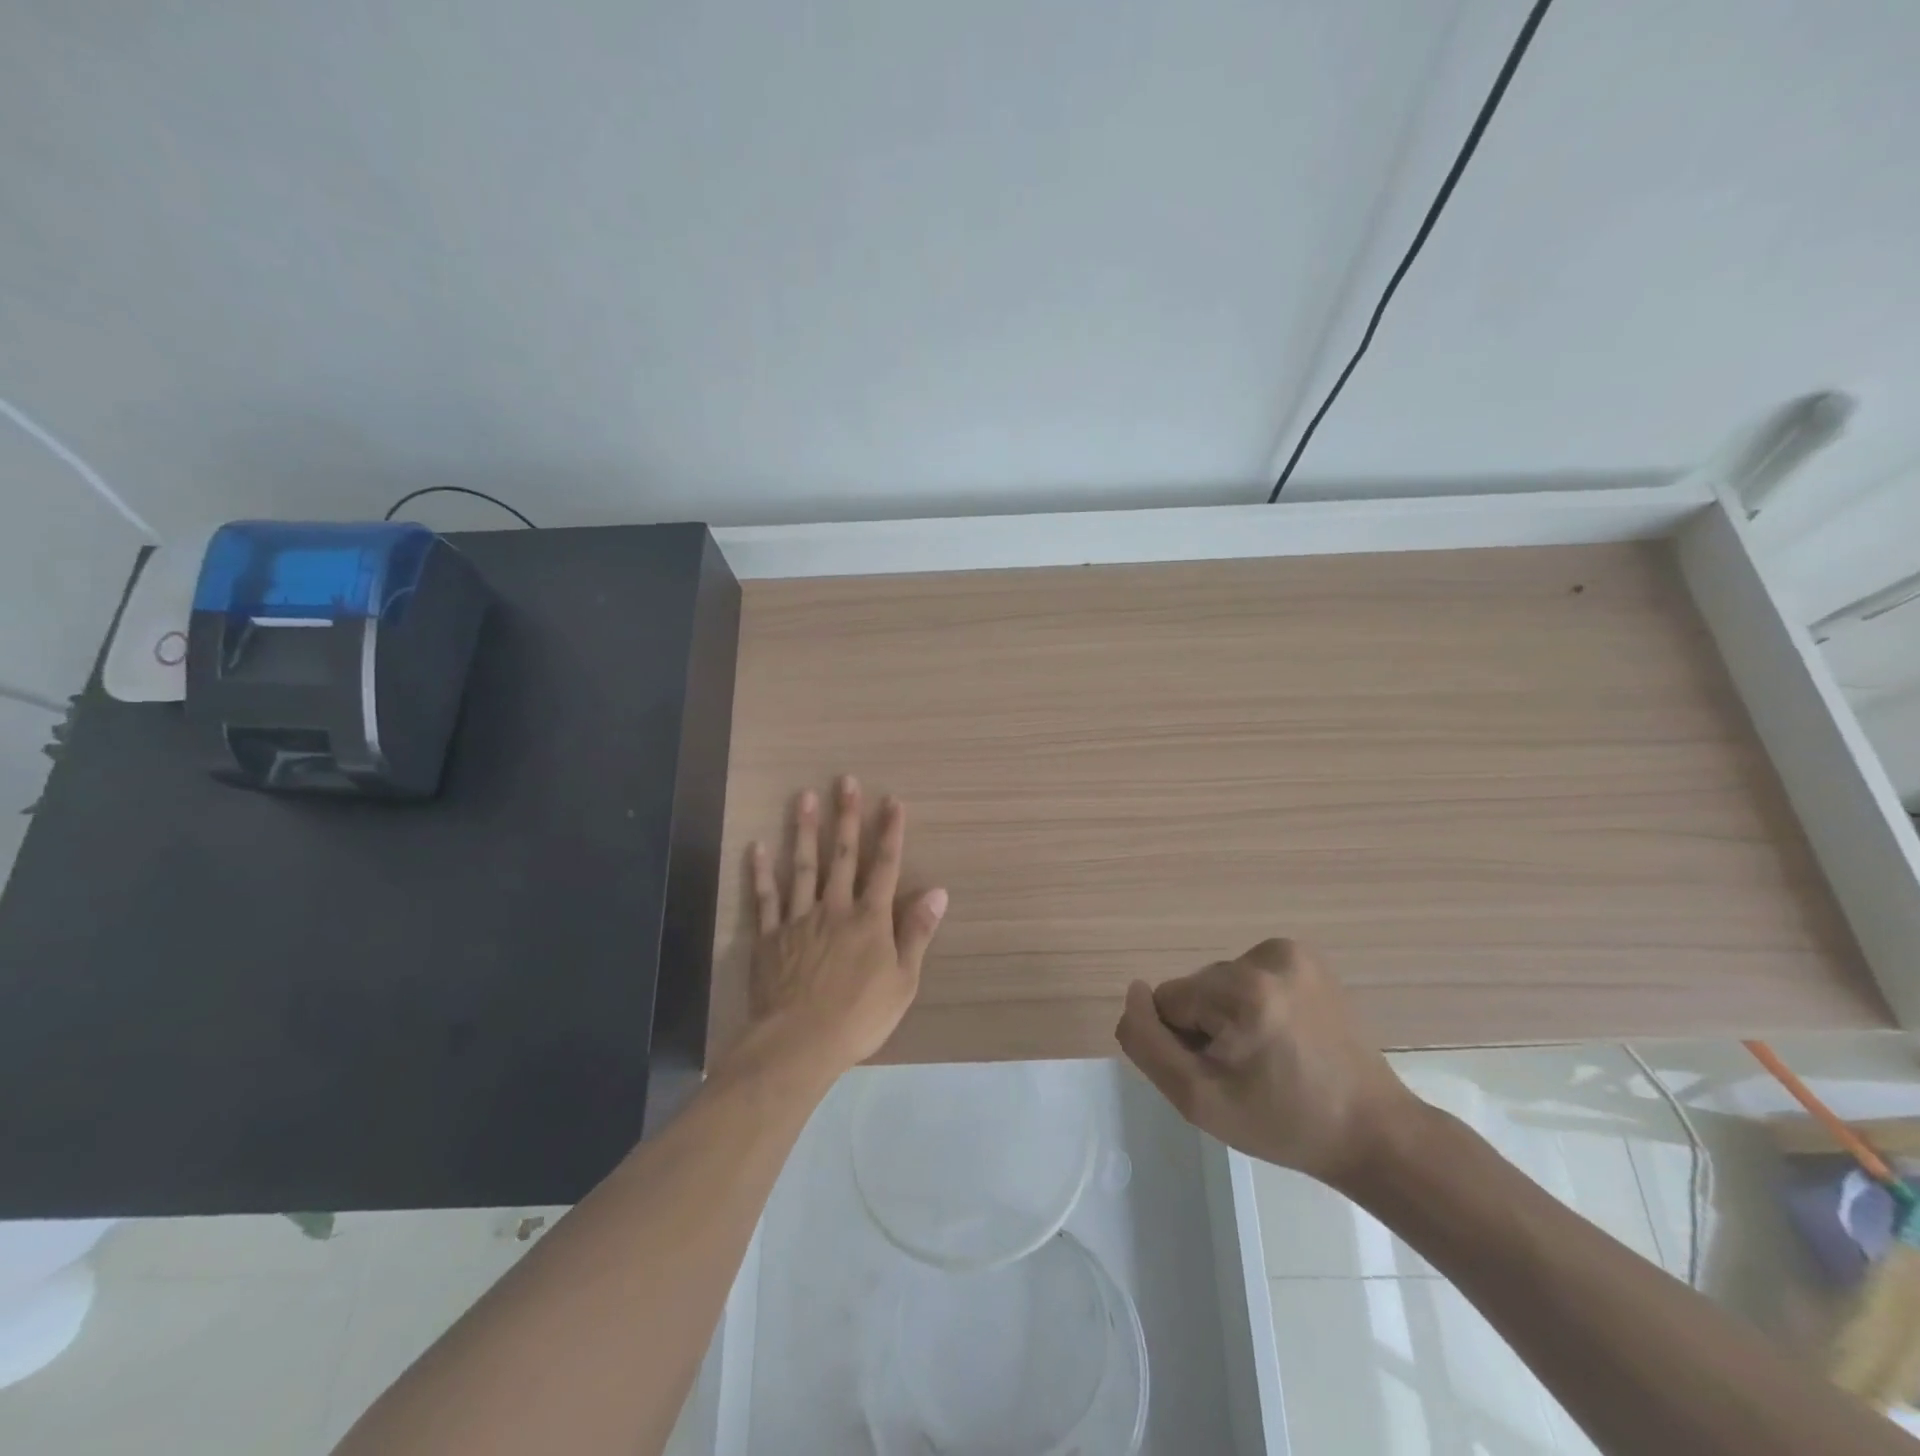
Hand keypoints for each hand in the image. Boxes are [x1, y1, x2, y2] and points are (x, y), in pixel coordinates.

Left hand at [741, 777, 948, 1080]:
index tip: (892, 801)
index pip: (884, 866)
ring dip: (805, 830)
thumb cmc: (859, 1016)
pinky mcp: (769, 936)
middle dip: (847, 816)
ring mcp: (798, 919)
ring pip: (802, 866)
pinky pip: (764, 899)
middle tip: (845, 781)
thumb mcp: (903, 980)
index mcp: (870, 919)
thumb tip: (938, 892)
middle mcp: (834, 908)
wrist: (799, 1042)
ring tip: (805, 797)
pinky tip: (758, 847)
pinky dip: (761, 873)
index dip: (890, 833)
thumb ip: (918, 933)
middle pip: (841, 855)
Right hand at [1114, 938, 1422, 1188]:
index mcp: (1243, 990)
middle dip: (1207, 1027)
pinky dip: (1252, 1003)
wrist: (1374, 1132)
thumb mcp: (1198, 1100)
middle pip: (1196, 989)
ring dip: (1229, 1016)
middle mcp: (1267, 956)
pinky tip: (1283, 1036)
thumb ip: (1147, 1044)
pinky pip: (1246, 975)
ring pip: (1218, 982)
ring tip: (1270, 1058)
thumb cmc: (1283, 1124)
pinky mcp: (1305, 956)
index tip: (1226, 1076)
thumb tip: (1133, 994)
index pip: (1168, 1001)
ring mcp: (1291, 952)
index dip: (1185, 1044)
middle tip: (1248, 1073)